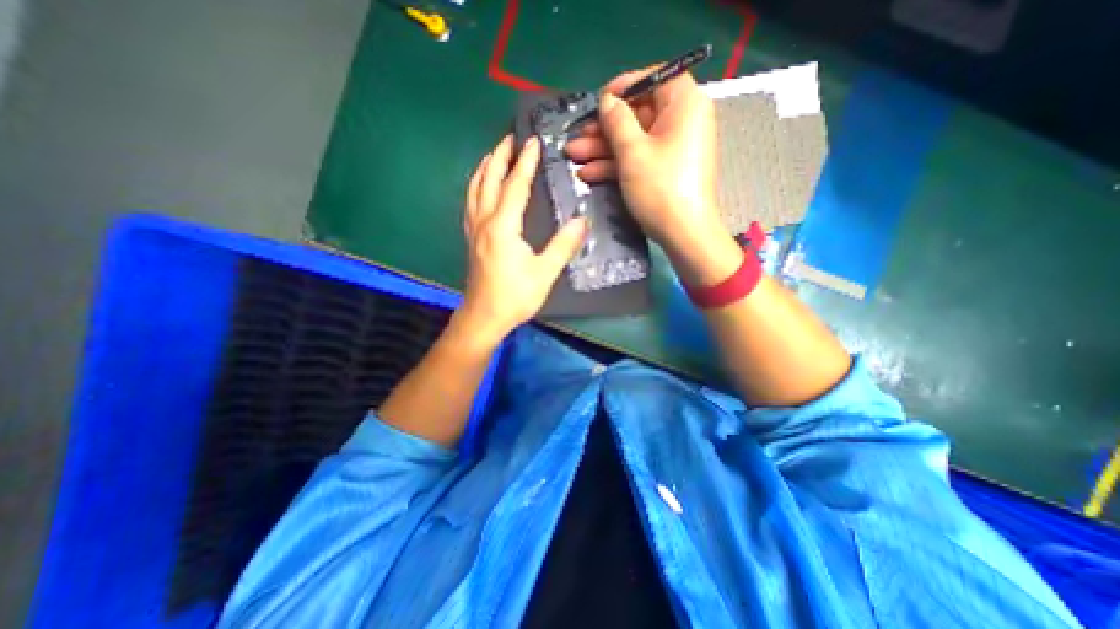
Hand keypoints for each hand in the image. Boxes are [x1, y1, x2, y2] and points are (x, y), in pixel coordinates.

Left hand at [459, 132, 588, 344]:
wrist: (484, 317)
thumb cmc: (515, 297)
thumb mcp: (544, 273)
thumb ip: (563, 245)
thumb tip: (582, 220)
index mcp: (503, 226)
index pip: (515, 185)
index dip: (525, 162)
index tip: (533, 140)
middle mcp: (485, 221)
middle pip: (489, 181)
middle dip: (500, 157)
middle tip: (509, 137)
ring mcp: (474, 230)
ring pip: (475, 190)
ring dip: (485, 169)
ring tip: (493, 155)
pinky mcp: (472, 240)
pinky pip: (471, 204)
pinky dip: (476, 188)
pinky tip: (480, 188)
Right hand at [570, 68, 726, 251]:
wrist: (684, 235)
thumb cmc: (661, 188)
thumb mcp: (633, 152)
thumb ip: (616, 121)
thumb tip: (607, 101)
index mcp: (684, 104)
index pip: (655, 78)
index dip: (625, 86)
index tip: (599, 101)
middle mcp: (682, 122)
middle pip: (638, 114)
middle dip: (603, 128)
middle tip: (576, 137)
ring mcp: (672, 149)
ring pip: (634, 140)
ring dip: (602, 149)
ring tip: (573, 156)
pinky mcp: (664, 171)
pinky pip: (638, 159)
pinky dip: (615, 165)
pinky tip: (588, 174)